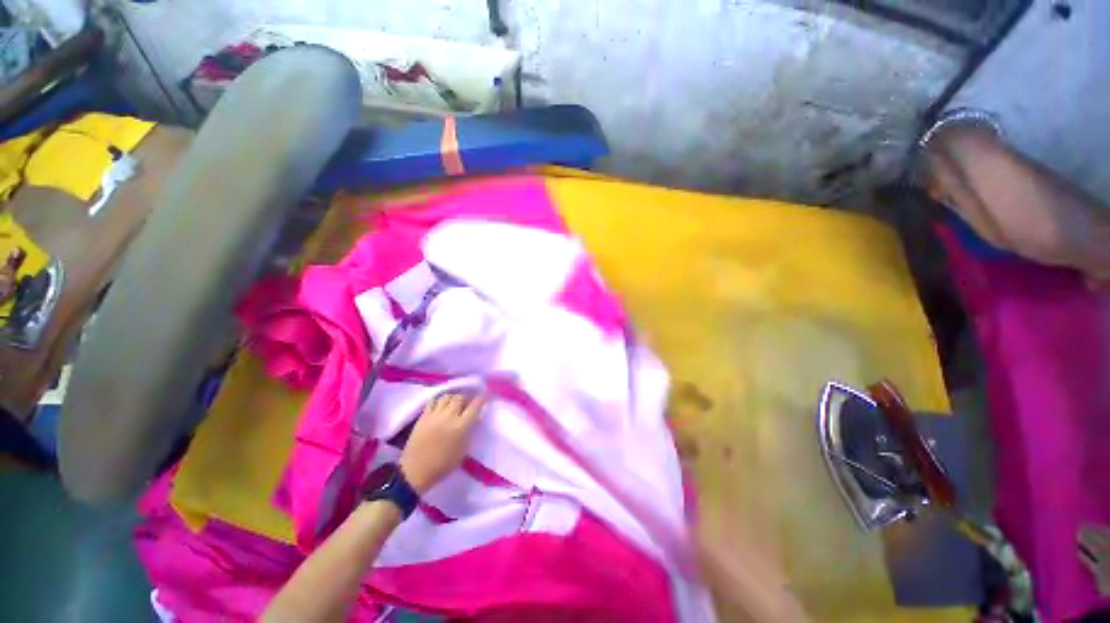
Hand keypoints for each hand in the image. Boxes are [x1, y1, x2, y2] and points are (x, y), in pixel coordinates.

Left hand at [399, 393, 486, 494]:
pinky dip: (439, 399)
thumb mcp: (463, 451)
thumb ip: (470, 432)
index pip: (475, 406)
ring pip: (447, 396)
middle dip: (466, 397)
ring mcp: (435, 415)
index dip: (481, 398)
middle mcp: (449, 417)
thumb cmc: (443, 465)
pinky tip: (441, 404)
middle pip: (460, 397)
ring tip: (454, 403)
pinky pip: (432, 401)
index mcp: (461, 427)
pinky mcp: (423, 416)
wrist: (415, 471)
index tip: (484, 396)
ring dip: (453, 397)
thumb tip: (474, 419)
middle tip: (468, 402)